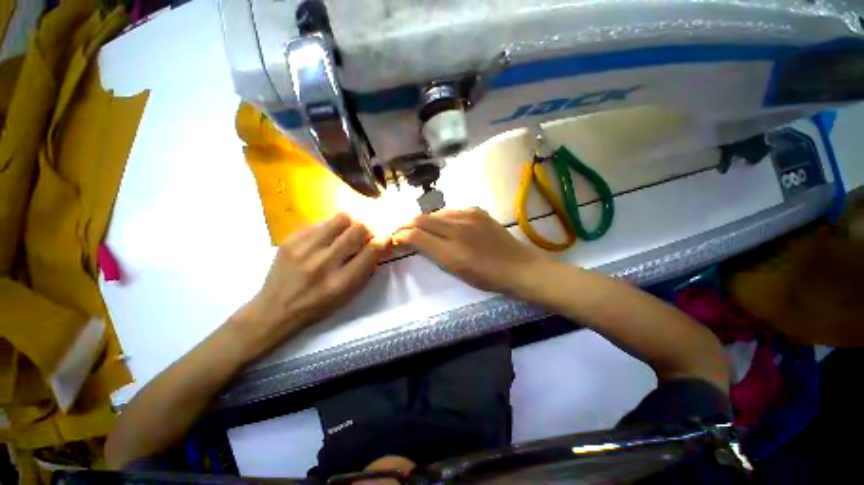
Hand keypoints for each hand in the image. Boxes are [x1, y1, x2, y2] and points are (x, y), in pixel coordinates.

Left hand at [230, 213, 387, 358]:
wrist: (276, 309)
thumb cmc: (318, 305)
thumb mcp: (348, 295)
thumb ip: (366, 269)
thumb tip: (379, 245)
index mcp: (342, 282)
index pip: (372, 250)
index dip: (382, 241)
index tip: (383, 239)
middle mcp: (324, 262)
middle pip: (358, 229)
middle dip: (367, 230)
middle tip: (363, 237)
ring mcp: (305, 248)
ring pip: (341, 218)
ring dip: (350, 225)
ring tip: (345, 234)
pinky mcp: (291, 239)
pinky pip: (321, 222)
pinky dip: (330, 228)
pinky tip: (325, 239)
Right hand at [393, 207, 544, 295]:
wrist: (518, 266)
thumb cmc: (486, 277)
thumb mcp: (455, 270)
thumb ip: (433, 254)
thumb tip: (415, 240)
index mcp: (451, 250)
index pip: (416, 234)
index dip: (401, 234)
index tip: (395, 237)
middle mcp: (457, 228)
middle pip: (422, 219)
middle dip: (407, 223)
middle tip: (401, 229)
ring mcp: (469, 216)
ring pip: (436, 213)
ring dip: (425, 220)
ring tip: (421, 227)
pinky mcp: (477, 210)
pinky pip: (452, 211)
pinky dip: (442, 217)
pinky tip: (444, 224)